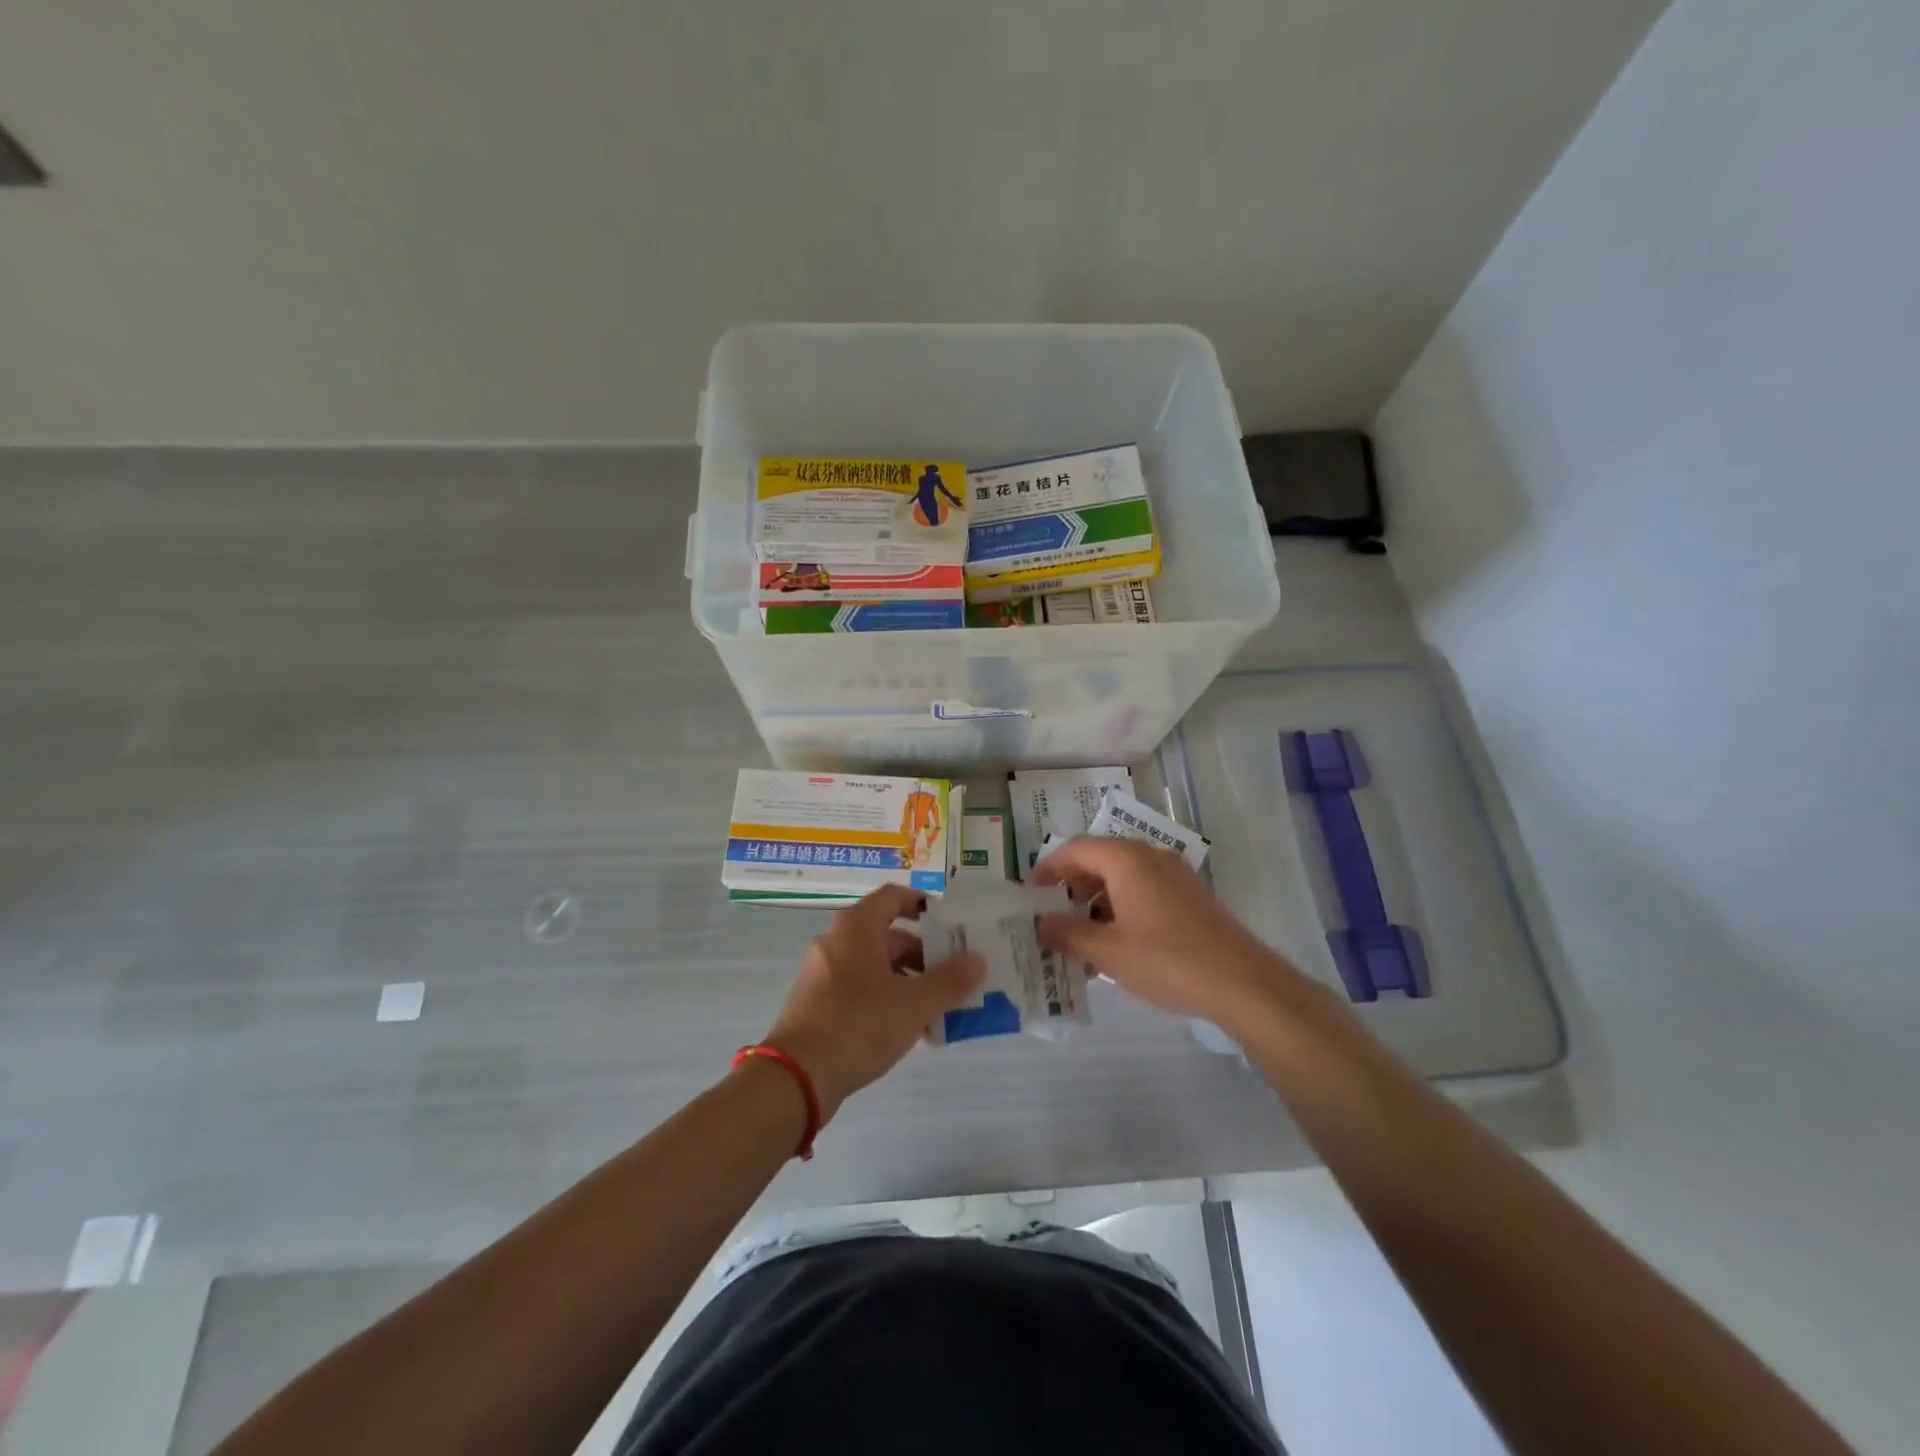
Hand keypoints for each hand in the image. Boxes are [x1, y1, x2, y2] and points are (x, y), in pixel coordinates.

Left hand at [762, 885, 984, 1120]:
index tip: (950, 924)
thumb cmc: (859, 1025)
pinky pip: (858, 988)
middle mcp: (836, 941)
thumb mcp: (914, 1004)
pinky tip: (906, 1028)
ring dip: (907, 981)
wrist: (796, 1077)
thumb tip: (977, 959)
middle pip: (888, 935)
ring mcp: (822, 973)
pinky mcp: (816, 1003)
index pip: (894, 897)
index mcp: (857, 927)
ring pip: (874, 966)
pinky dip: (884, 998)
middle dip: (924, 955)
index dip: (923, 904)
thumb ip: (950, 980)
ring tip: (937, 1010)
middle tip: (954, 977)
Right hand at [1031, 836, 1290, 1023]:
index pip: (1076, 849)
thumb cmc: (1168, 960)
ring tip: (1079, 936)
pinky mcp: (1189, 896)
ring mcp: (1174, 875)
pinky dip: (1120, 907)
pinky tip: (1115, 943)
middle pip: (1099, 859)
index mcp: (1127, 860)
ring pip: (1122, 876)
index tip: (1030, 893)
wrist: (1243, 983)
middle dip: (1071, 885)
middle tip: (1051, 915)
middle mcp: (1150, 857)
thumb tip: (1040, 923)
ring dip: (1095, 900)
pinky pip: (1143, 890)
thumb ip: (1067, 933)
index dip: (1048, 867)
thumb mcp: (1108, 952)